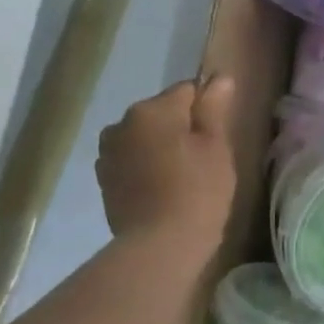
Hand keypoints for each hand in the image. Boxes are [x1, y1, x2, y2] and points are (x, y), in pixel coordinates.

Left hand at [96, 76, 236, 248]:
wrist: (159, 245)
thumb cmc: (198, 190)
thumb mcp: (216, 146)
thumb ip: (214, 109)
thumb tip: (219, 77)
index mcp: (152, 109)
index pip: (187, 91)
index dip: (207, 111)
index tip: (219, 136)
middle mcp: (122, 123)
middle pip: (162, 114)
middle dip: (181, 129)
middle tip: (204, 160)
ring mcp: (108, 153)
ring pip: (144, 138)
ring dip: (161, 149)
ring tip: (182, 178)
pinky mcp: (104, 181)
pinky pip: (132, 162)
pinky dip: (146, 169)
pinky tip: (162, 191)